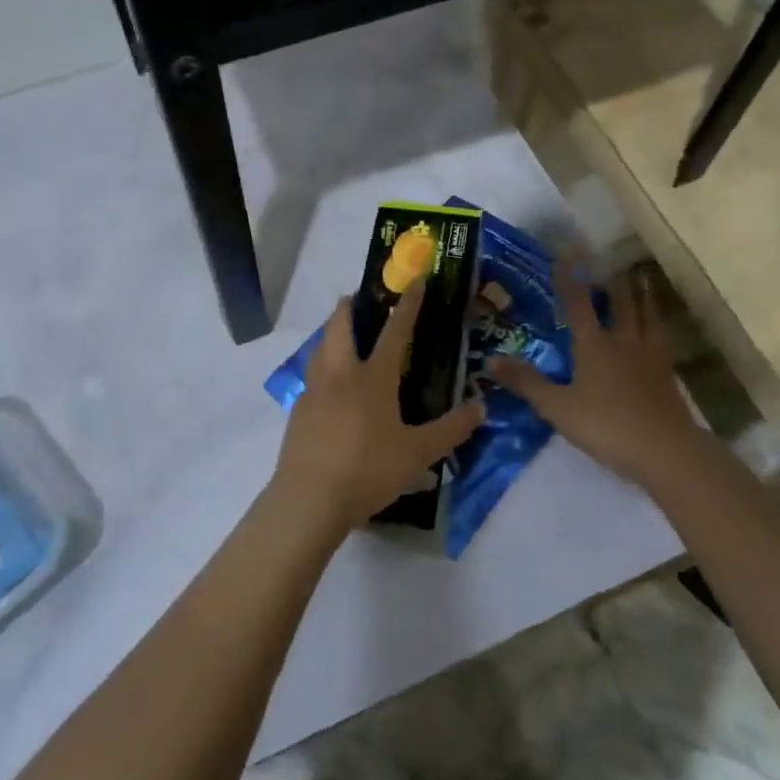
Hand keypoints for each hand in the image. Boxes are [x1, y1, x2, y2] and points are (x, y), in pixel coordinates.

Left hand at [271, 281, 483, 536]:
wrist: (308, 499)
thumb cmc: (367, 470)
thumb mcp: (419, 454)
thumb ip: (451, 430)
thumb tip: (481, 408)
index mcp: (372, 377)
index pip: (394, 331)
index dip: (407, 304)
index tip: (414, 280)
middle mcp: (340, 374)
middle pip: (339, 326)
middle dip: (349, 306)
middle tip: (359, 298)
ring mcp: (314, 391)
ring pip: (319, 347)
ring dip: (331, 332)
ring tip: (342, 335)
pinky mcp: (298, 411)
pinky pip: (312, 375)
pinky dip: (322, 364)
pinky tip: (331, 385)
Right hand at [487, 261, 704, 493]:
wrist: (665, 450)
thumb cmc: (606, 426)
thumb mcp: (557, 407)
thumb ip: (525, 382)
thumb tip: (489, 360)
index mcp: (594, 344)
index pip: (578, 303)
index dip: (570, 276)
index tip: (568, 250)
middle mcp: (623, 341)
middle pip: (620, 303)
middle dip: (613, 280)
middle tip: (612, 258)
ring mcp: (650, 356)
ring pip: (646, 316)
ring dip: (642, 295)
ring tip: (641, 278)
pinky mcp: (667, 374)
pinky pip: (663, 339)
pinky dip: (659, 325)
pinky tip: (660, 328)